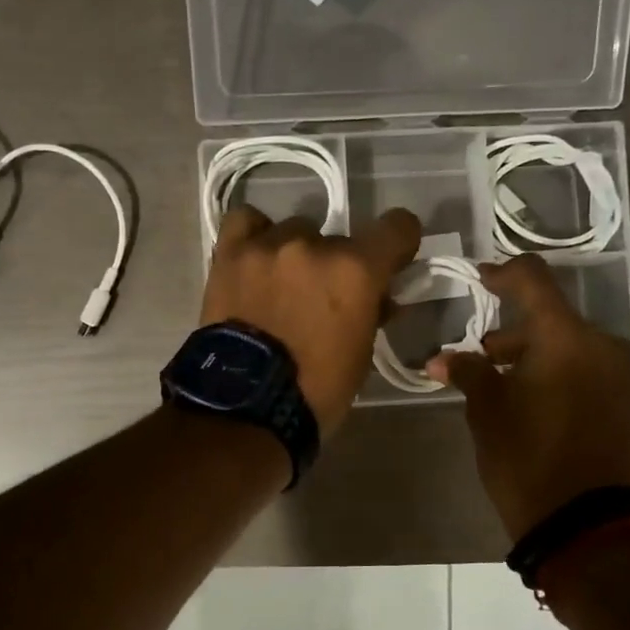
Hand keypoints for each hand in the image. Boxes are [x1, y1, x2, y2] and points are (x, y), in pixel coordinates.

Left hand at [201, 206, 422, 435]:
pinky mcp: (230, 255)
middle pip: (338, 239)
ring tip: (281, 287)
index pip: (397, 227)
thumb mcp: (361, 354)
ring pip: (293, 231)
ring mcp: (268, 246)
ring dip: (295, 255)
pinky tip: (255, 258)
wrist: (246, 407)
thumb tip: (376, 297)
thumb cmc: (316, 390)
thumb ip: (371, 311)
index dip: (399, 242)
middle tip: (322, 299)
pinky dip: (255, 235)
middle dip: (336, 267)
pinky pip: (246, 223)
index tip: (392, 260)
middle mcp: (314, 246)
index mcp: (356, 271)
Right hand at [427, 254, 629, 540]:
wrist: (592, 530)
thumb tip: (442, 359)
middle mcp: (609, 347)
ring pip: (581, 352)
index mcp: (567, 338)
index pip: (534, 281)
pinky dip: (575, 383)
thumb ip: (468, 373)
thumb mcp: (487, 414)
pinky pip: (603, 380)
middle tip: (487, 361)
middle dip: (519, 336)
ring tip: (519, 393)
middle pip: (557, 322)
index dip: (504, 274)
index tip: (482, 280)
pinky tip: (554, 414)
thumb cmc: (528, 461)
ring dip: (548, 361)